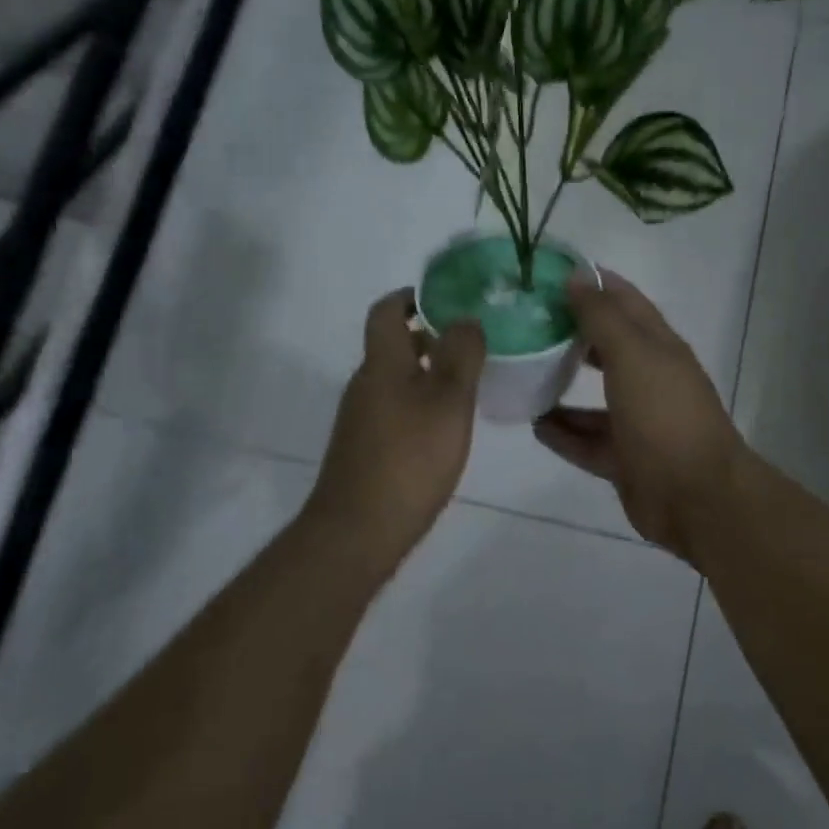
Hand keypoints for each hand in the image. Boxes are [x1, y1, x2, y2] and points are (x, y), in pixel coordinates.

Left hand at [304, 289, 486, 564]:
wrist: (358, 530)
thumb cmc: (409, 458)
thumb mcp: (448, 400)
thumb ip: (461, 355)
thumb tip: (465, 319)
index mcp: (382, 364)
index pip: (386, 311)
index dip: (410, 297)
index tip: (443, 299)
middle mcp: (365, 384)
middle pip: (392, 346)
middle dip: (428, 338)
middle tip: (470, 345)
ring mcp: (360, 418)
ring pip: (395, 380)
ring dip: (426, 374)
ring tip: (466, 387)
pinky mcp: (363, 449)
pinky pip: (393, 410)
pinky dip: (418, 405)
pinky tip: (443, 430)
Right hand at [533, 271, 746, 559]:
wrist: (695, 497)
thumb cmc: (664, 415)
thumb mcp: (632, 356)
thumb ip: (603, 318)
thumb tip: (577, 277)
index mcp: (658, 346)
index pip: (625, 301)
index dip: (593, 283)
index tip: (550, 273)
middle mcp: (649, 378)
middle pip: (607, 347)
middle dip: (571, 333)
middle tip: (526, 322)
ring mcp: (638, 421)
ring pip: (594, 398)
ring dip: (562, 385)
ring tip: (522, 373)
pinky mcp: (625, 458)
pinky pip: (587, 440)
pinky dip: (564, 432)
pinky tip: (534, 424)